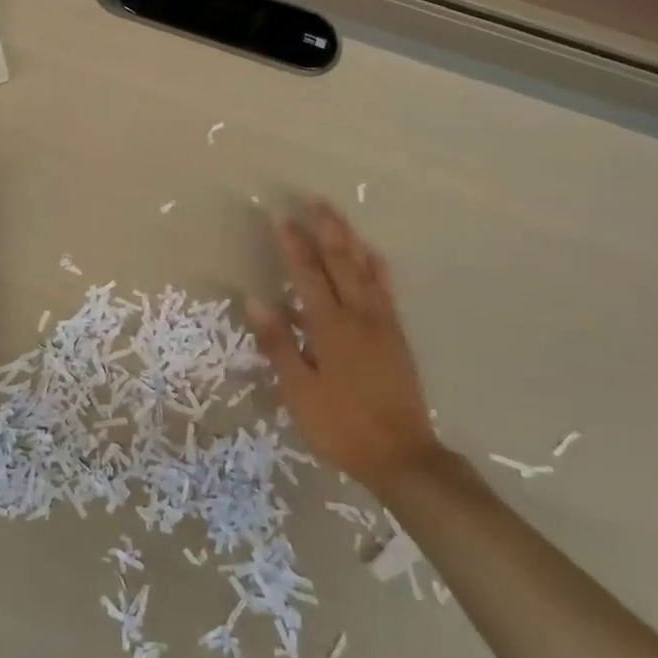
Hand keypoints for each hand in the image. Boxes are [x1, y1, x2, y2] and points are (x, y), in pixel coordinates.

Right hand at [248, 200, 444, 497]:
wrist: (402, 456)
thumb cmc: (341, 426)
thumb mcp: (299, 392)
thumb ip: (279, 344)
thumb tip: (256, 300)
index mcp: (329, 327)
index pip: (307, 274)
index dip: (293, 244)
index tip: (281, 216)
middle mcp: (358, 315)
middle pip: (340, 262)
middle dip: (326, 229)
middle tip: (313, 200)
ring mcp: (382, 324)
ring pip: (365, 270)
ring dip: (349, 239)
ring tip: (337, 216)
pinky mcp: (396, 336)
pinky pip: (386, 290)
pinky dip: (377, 266)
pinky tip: (373, 256)